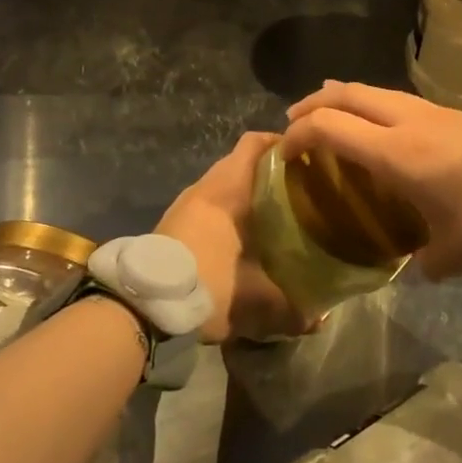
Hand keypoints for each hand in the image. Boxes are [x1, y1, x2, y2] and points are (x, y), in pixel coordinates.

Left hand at [155, 132, 310, 341]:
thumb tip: (320, 319)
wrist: (141, 304)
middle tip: (298, 190)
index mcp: (227, 188)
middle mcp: (205, 187)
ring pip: (222, 185)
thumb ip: (292, 309)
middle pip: (240, 163)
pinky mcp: (172, 223)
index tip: (305, 156)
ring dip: (246, 194)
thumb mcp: (255, 300)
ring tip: (274, 214)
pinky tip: (242, 237)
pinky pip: (208, 204)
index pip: (254, 143)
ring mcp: (185, 204)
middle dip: (269, 172)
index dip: (279, 143)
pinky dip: (227, 211)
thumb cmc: (205, 283)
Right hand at [281, 82, 461, 280]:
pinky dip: (374, 106)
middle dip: (314, 104)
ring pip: (375, 91)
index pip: (330, 127)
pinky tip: (381, 127)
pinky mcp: (454, 114)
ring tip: (330, 113)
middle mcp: (407, 121)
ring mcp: (433, 112)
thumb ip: (426, 262)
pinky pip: (398, 100)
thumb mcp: (454, 253)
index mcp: (396, 153)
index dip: (298, 134)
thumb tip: (419, 266)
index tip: (284, 152)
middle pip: (348, 94)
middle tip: (294, 122)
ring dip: (345, 99)